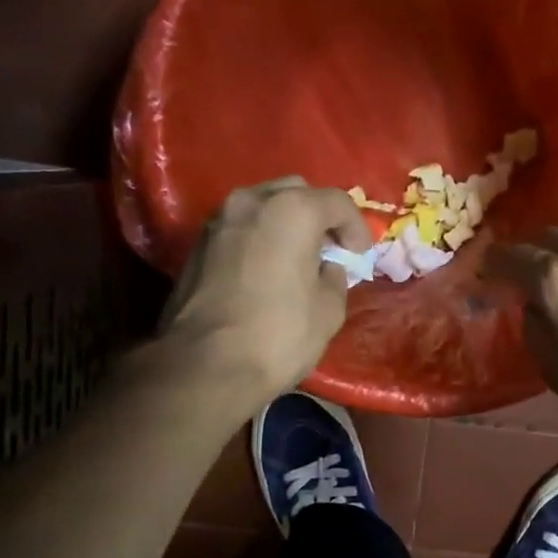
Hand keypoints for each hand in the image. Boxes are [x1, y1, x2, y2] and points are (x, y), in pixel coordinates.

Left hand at [159, 177, 370, 406]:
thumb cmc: (279, 335)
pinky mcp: (197, 244)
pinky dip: (259, 237)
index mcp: (292, 210)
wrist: (205, 365)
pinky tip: (267, 268)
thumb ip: (335, 277)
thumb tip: (327, 268)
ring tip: (297, 257)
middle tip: (329, 249)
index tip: (359, 255)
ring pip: (263, 205)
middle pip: (296, 192)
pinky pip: (240, 227)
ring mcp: (219, 220)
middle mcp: (252, 201)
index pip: (337, 202)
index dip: (356, 227)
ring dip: (285, 223)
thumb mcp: (329, 310)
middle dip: (318, 216)